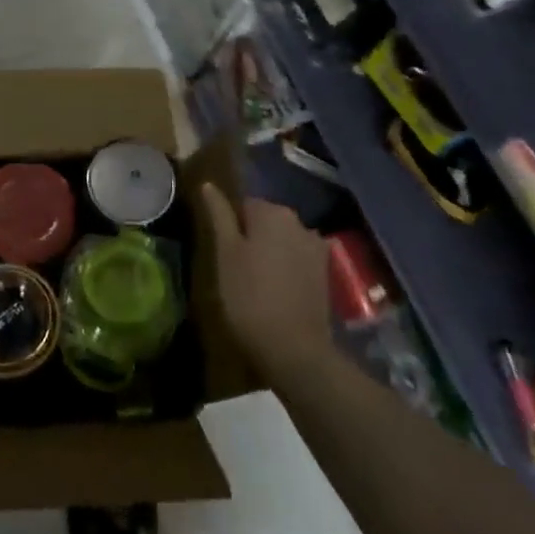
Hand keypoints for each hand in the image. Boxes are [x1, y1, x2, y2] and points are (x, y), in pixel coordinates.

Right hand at [204, 185, 333, 385]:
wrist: (295, 349)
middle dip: (251, 237)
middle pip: (265, 220)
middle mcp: (299, 222)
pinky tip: (276, 290)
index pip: (243, 205)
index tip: (222, 252)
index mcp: (273, 211)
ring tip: (254, 281)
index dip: (229, 228)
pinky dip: (285, 268)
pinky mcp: (325, 273)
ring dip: (269, 252)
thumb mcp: (225, 253)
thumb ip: (219, 214)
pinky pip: (297, 259)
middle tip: (235, 268)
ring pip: (282, 240)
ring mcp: (316, 248)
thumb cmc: (250, 296)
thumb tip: (208, 184)